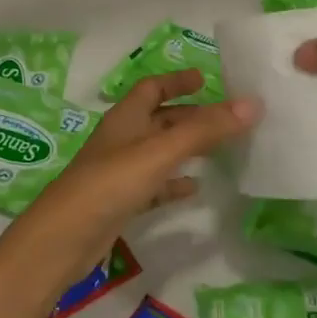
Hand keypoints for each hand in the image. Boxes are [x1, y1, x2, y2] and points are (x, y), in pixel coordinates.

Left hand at [0, 70, 260, 296]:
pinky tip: (196, 188)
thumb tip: (253, 104)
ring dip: (186, 148)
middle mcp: (122, 139)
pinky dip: (174, 182)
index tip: (206, 79)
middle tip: (227, 117)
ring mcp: (120, 171)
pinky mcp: (121, 201)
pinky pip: (154, 184)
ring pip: (159, 151)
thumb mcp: (160, 151)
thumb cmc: (110, 183)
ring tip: (221, 149)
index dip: (177, 81)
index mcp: (126, 117)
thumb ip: (205, 130)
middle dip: (191, 116)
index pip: (152, 87)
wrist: (64, 238)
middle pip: (160, 119)